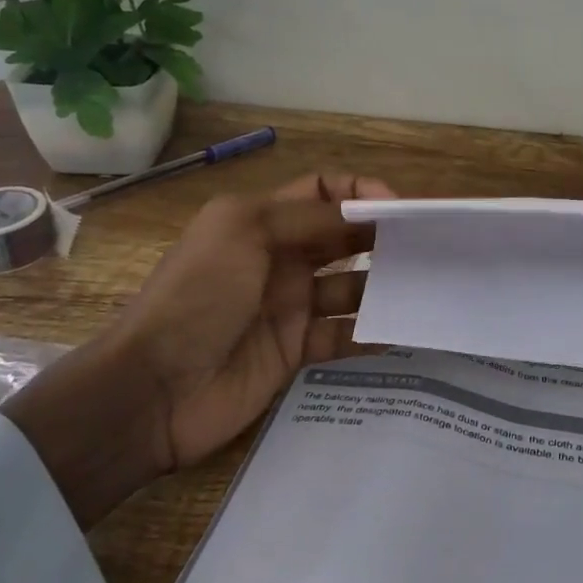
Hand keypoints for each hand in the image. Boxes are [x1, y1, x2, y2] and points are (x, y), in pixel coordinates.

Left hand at [5, 172, 394, 525]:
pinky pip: (344, 336)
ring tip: (425, 289)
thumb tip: (367, 211)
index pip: (323, 192)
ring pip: (351, 287)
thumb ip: (310, 218)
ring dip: (385, 286)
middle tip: (430, 247)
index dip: (360, 192)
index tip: (398, 209)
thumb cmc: (198, 295)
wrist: (152, 390)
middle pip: (344, 238)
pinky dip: (372, 333)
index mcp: (263, 221)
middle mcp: (280, 258)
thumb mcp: (245, 233)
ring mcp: (290, 307)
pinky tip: (403, 332)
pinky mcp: (296, 351)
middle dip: (383, 237)